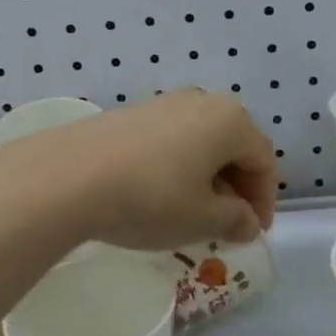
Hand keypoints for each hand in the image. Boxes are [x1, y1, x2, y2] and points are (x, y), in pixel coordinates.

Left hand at [17, 91, 277, 251]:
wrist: (70, 175)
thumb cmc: (152, 196)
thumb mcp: (202, 219)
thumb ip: (235, 220)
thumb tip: (246, 222)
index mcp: (231, 120)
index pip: (264, 160)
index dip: (265, 200)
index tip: (254, 233)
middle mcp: (203, 101)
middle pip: (234, 146)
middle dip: (237, 187)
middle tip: (228, 224)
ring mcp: (165, 103)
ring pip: (202, 142)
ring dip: (207, 178)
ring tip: (194, 213)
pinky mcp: (133, 113)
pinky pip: (173, 140)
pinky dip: (179, 167)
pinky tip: (162, 195)